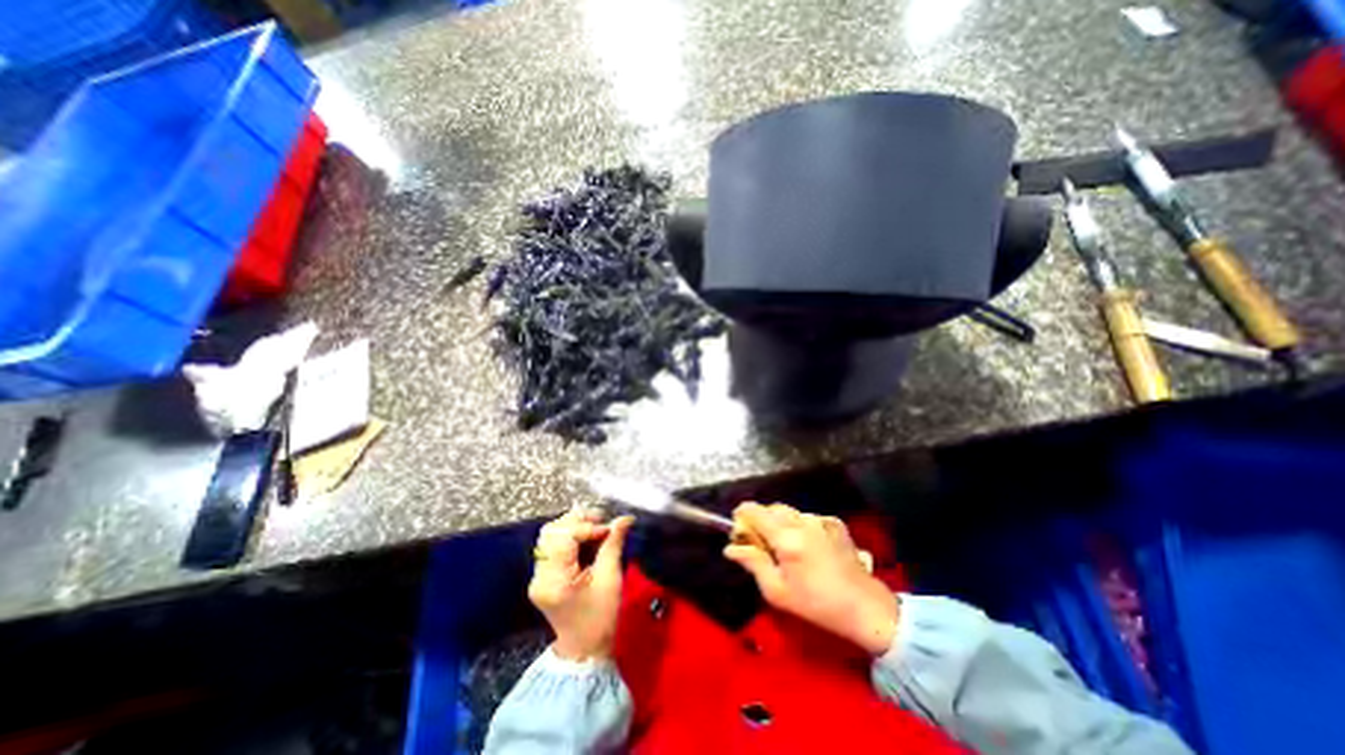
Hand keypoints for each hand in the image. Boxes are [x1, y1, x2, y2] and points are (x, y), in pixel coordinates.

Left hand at [525, 509, 637, 659]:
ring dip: (574, 526)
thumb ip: (613, 545)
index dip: (586, 526)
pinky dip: (570, 535)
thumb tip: (624, 518)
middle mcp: (539, 575)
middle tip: (602, 522)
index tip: (608, 529)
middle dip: (578, 521)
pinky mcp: (542, 575)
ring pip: (550, 535)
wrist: (584, 649)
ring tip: (596, 528)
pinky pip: (553, 544)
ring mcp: (537, 575)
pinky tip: (587, 538)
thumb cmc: (600, 617)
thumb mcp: (611, 580)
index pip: (564, 537)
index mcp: (555, 580)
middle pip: (552, 531)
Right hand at [721, 505, 895, 655]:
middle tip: (761, 542)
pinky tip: (808, 546)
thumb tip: (731, 548)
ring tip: (786, 546)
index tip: (738, 527)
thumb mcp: (777, 591)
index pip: (754, 511)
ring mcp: (821, 520)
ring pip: (790, 512)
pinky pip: (808, 517)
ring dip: (781, 522)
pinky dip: (801, 526)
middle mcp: (802, 521)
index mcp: (785, 537)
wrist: (865, 608)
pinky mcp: (835, 523)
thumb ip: (753, 563)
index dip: (742, 514)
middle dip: (761, 519)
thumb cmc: (816, 604)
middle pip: (771, 508)